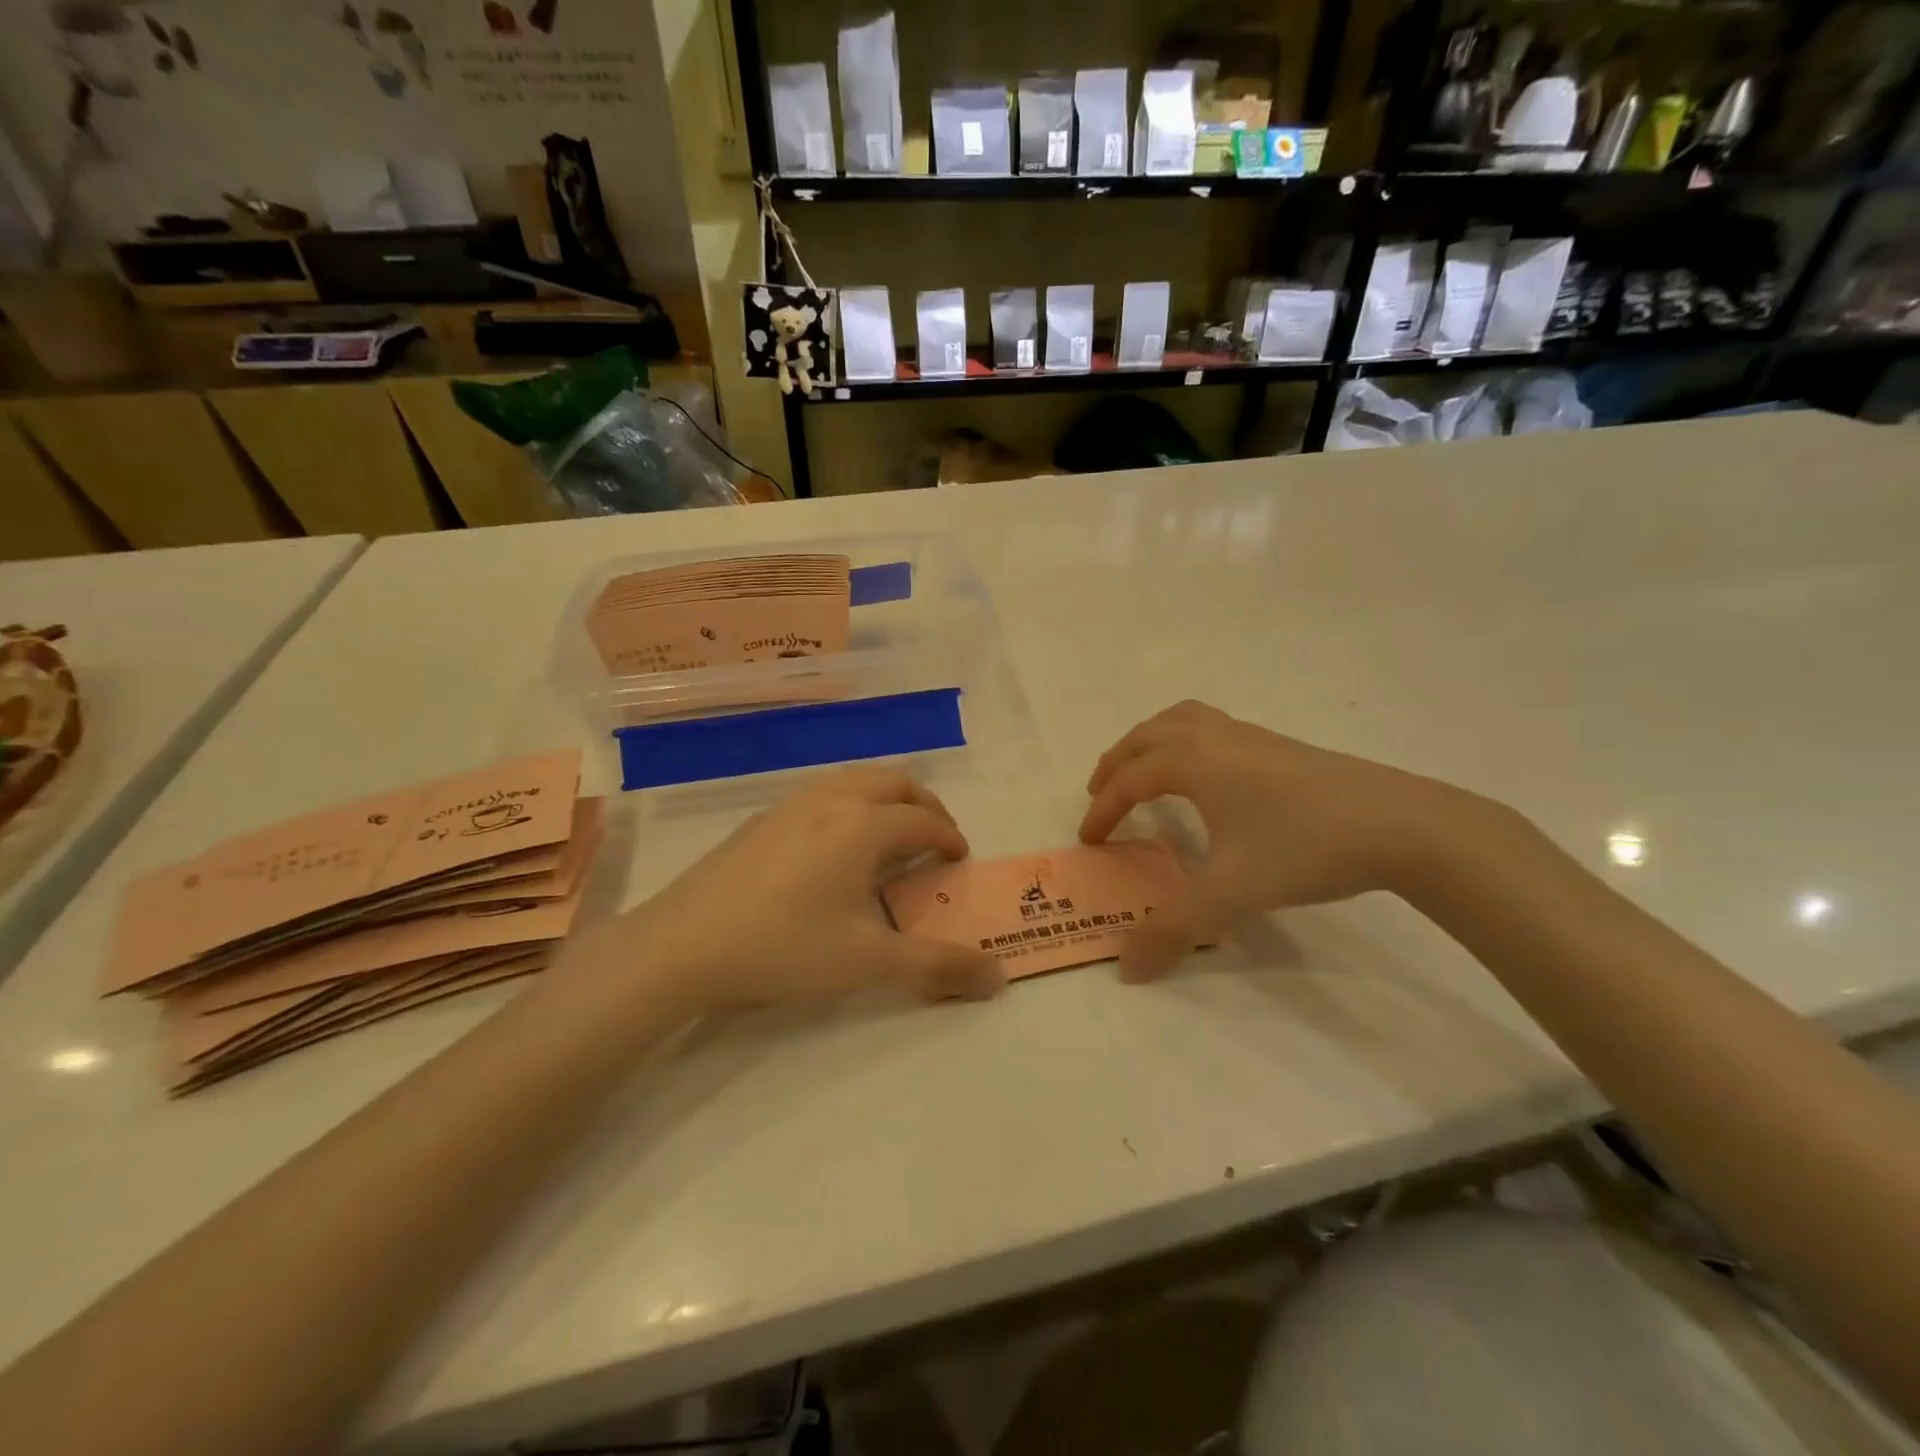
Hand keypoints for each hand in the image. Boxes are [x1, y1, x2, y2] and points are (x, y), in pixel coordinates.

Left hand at [621, 766, 1004, 1014]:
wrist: (682, 946)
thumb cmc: (785, 948)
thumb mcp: (869, 963)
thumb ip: (938, 968)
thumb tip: (998, 980)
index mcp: (863, 826)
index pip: (923, 822)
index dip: (949, 838)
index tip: (959, 859)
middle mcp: (831, 800)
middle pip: (893, 783)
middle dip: (924, 805)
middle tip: (935, 837)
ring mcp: (790, 805)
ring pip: (853, 779)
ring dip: (885, 798)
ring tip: (890, 834)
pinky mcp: (760, 820)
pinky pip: (821, 793)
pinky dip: (849, 803)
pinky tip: (833, 845)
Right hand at [1079, 701, 1496, 980]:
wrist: (1402, 824)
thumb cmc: (1305, 848)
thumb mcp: (1232, 894)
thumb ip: (1173, 929)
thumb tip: (1126, 969)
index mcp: (1194, 763)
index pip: (1130, 780)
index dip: (1103, 809)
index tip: (1090, 841)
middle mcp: (1216, 739)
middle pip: (1148, 736)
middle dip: (1117, 763)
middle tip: (1099, 793)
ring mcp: (1252, 737)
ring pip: (1182, 720)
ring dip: (1150, 742)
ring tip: (1143, 770)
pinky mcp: (1281, 745)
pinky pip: (1212, 727)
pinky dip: (1186, 740)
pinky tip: (1207, 777)